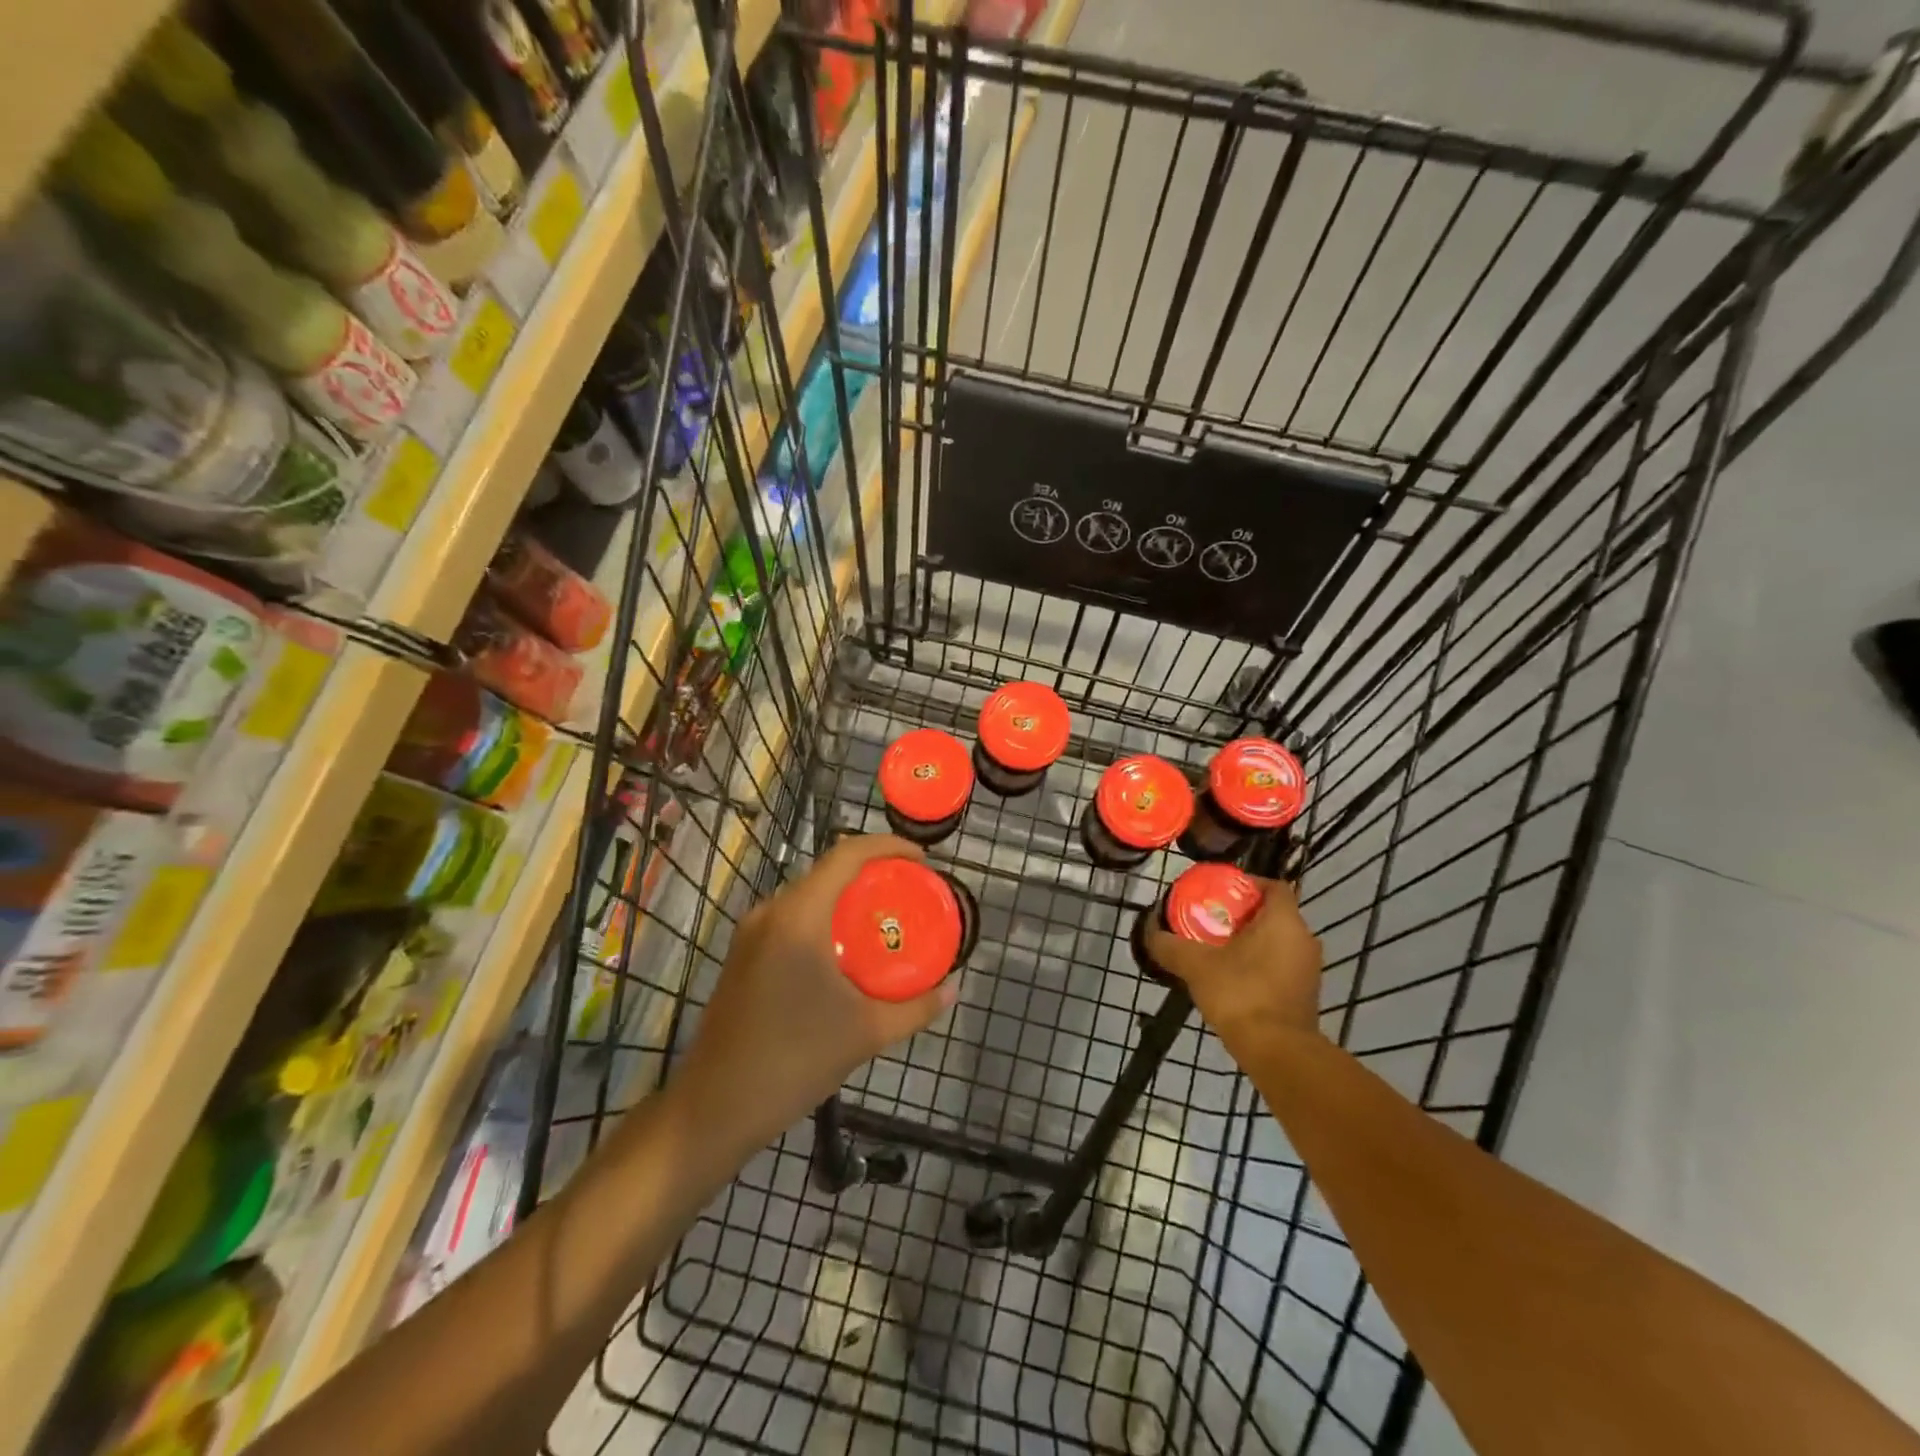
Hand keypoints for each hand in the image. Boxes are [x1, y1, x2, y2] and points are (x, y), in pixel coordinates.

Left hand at [672, 834, 956, 1151]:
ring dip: (846, 899)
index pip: (846, 855)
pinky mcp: (742, 955)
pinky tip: (845, 952)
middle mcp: (771, 912)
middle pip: (827, 872)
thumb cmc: (794, 1061)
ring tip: (883, 921)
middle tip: (909, 893)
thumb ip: (915, 1008)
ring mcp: (750, 934)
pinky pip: (791, 919)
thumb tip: (952, 990)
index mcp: (799, 917)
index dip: (887, 846)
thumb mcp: (866, 1034)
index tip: (922, 861)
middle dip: (872, 874)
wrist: (715, 1107)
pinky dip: (824, 920)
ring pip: (808, 896)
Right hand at [1144, 876, 1323, 1044]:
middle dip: (1243, 915)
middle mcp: (1304, 939)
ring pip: (1278, 942)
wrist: (1277, 1052)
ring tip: (1217, 949)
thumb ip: (1170, 945)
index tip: (1220, 893)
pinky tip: (1234, 978)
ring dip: (1252, 942)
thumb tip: (1150, 931)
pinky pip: (1282, 966)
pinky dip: (1261, 965)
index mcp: (1284, 921)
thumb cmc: (1240, 993)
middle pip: (1273, 914)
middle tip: (1211, 920)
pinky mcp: (1306, 995)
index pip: (1273, 886)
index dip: (1248, 884)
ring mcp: (1309, 969)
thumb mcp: (1195, 964)